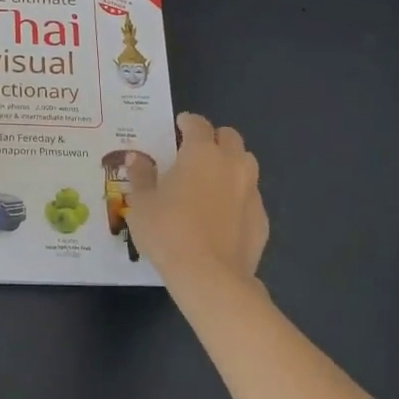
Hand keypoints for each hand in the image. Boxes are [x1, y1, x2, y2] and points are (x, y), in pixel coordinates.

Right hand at [123, 113, 267, 281]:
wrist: (210, 277)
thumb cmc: (168, 232)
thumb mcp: (141, 203)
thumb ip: (141, 176)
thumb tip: (137, 158)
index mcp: (201, 153)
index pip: (198, 124)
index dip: (187, 122)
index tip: (178, 126)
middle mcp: (231, 164)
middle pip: (229, 137)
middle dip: (214, 138)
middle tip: (195, 152)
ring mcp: (251, 191)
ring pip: (246, 164)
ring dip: (231, 164)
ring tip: (212, 180)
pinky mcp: (262, 219)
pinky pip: (250, 197)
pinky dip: (238, 197)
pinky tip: (222, 215)